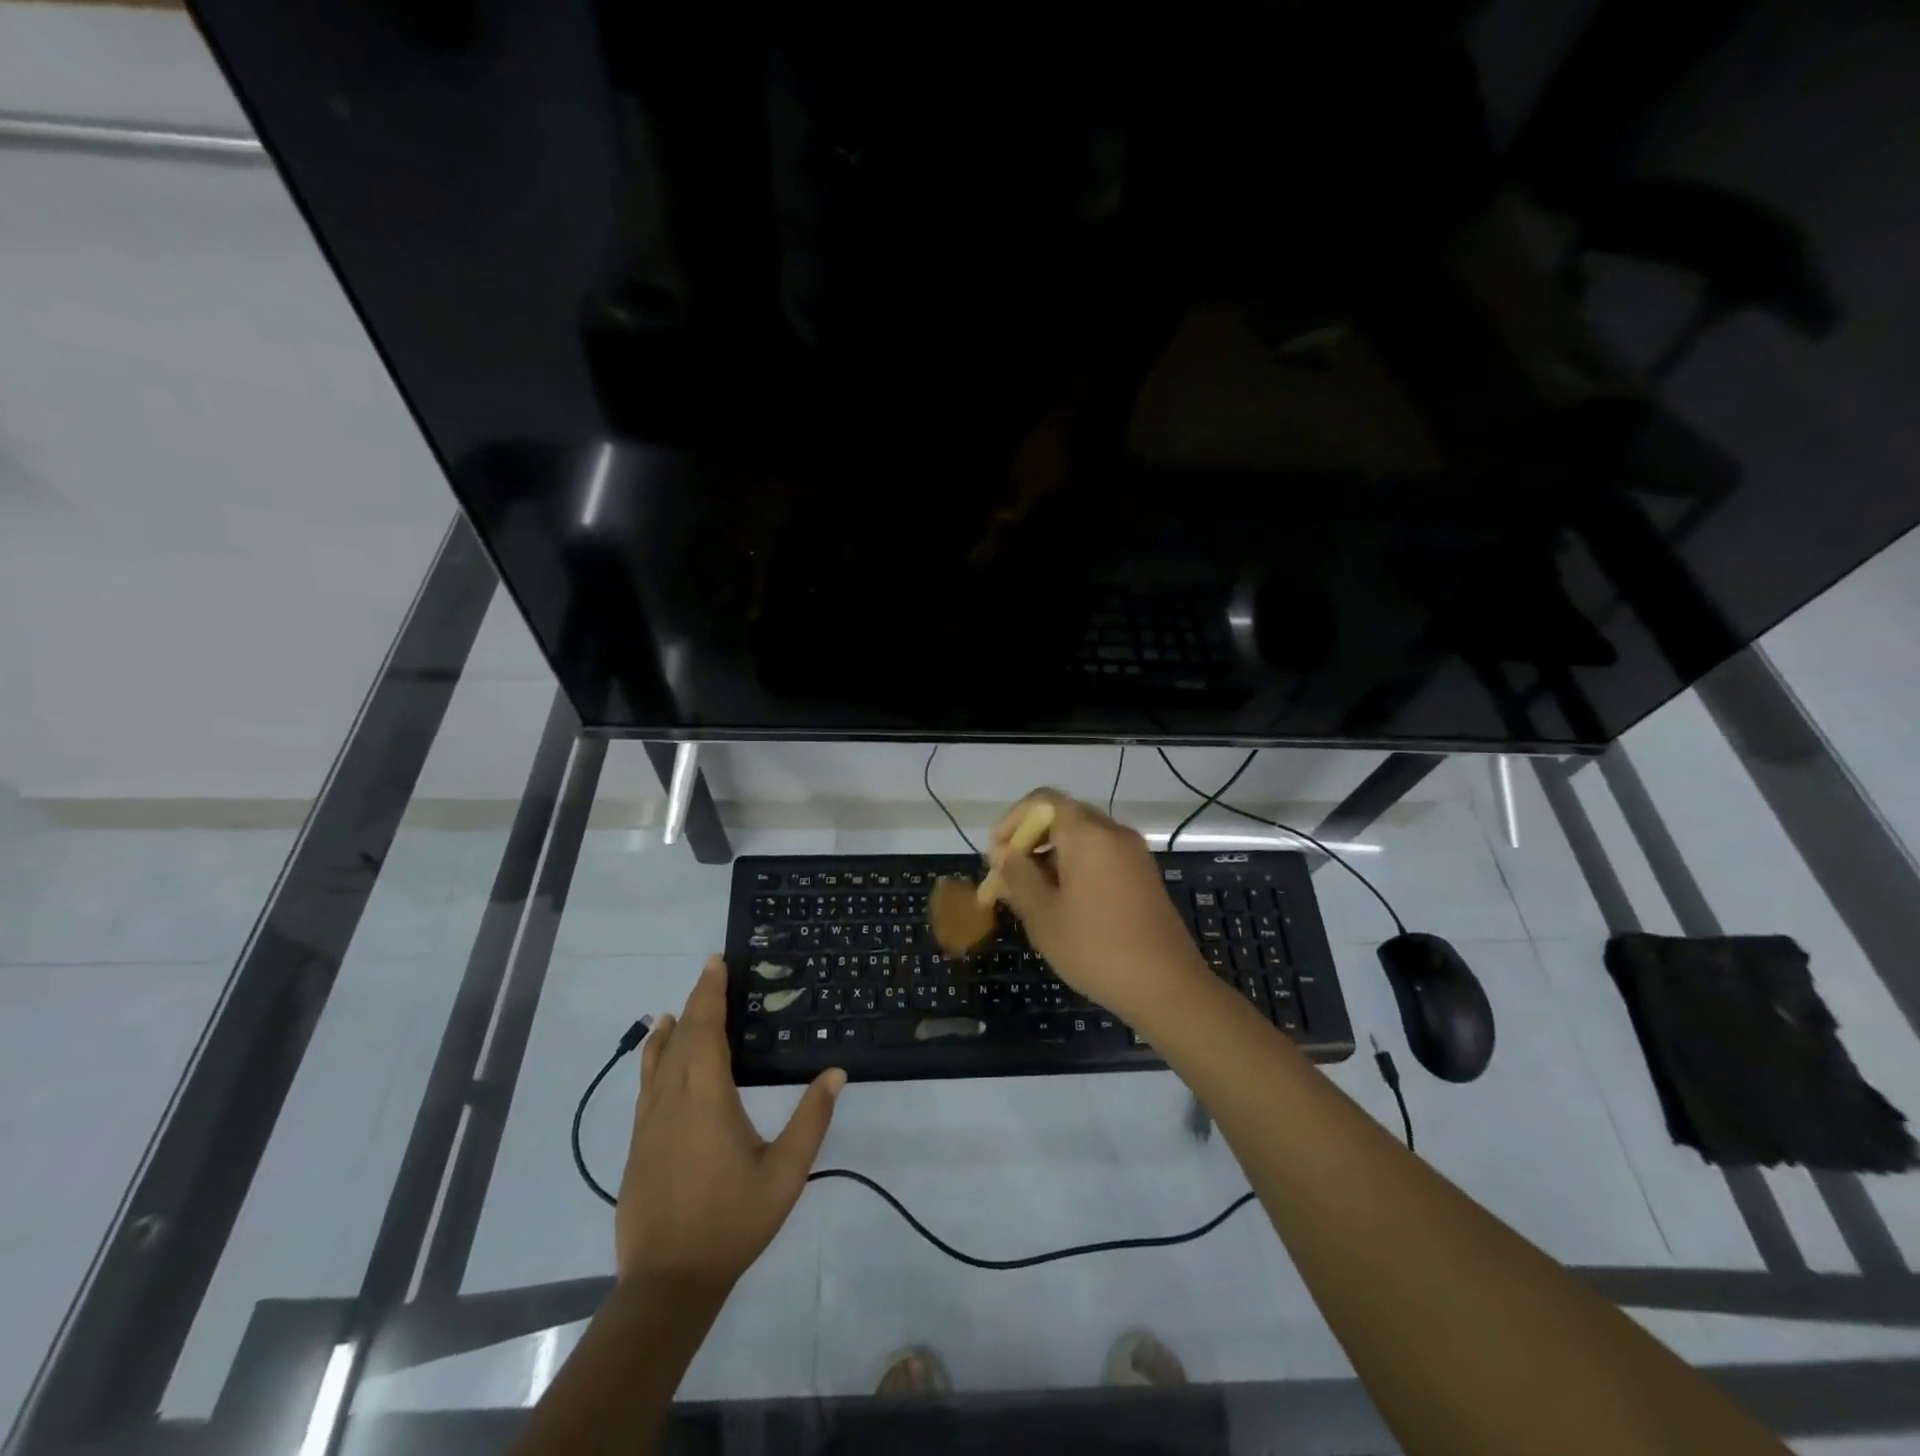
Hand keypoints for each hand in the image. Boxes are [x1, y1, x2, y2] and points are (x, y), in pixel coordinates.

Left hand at [616, 957, 844, 1290]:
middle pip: (682, 1037)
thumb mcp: (785, 1172)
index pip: (706, 1030)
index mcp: (706, 1098)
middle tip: (711, 971)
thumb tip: (836, 1072)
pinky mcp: (639, 1145)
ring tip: (681, 1008)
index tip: (718, 963)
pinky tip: (660, 1061)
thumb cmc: (732, 1221)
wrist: (668, 1282)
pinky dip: (655, 1058)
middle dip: (697, 1000)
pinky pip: (647, 1084)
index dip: (711, 994)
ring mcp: (649, 1123)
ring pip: (657, 1060)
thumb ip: (811, 1119)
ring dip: (672, 1029)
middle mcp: (672, 1100)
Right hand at [987, 789, 1212, 1026]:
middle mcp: (1113, 832)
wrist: (1167, 986)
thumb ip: (1018, 876)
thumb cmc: (1095, 947)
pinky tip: (1065, 905)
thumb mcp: (1043, 915)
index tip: (997, 855)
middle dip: (1031, 840)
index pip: (1043, 800)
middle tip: (1010, 877)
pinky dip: (1077, 867)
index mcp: (1087, 833)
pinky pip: (1102, 856)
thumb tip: (1005, 854)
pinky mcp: (1144, 876)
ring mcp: (1134, 854)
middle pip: (1063, 816)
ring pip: (1083, 838)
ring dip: (1052, 856)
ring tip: (1033, 896)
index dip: (1013, 820)